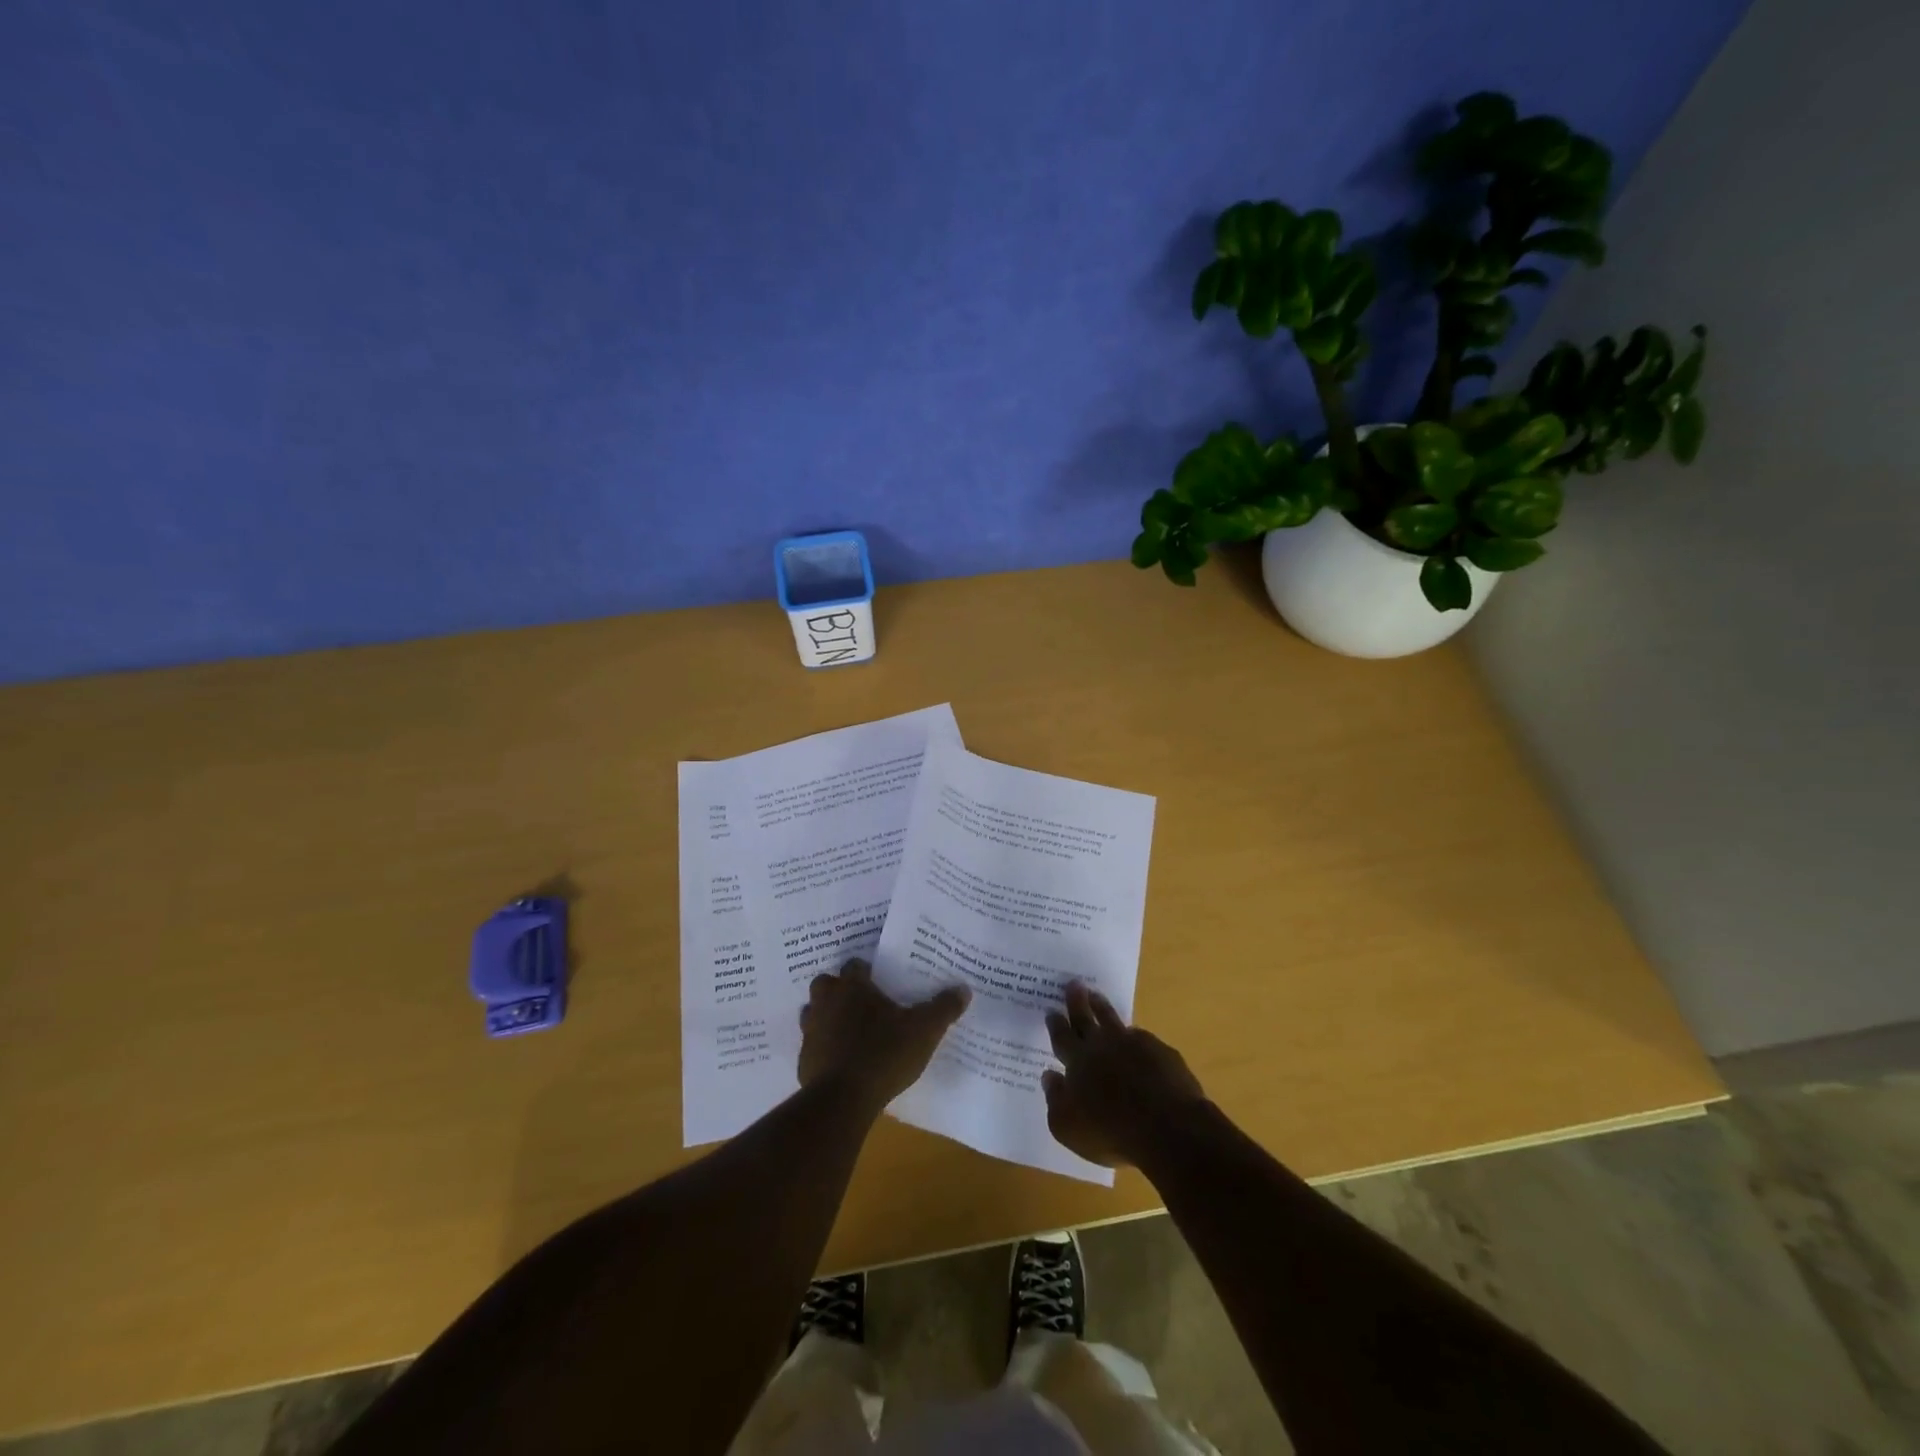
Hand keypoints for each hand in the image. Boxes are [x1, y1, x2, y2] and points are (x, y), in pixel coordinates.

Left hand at [799, 959, 970, 1112]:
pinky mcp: (804, 1060)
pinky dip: (823, 1048)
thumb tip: (963, 989)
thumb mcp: (924, 1031)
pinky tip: (840, 1061)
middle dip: (839, 989)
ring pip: (813, 1013)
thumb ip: (943, 1008)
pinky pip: (812, 1045)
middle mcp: (827, 1002)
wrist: (842, 1100)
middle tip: (861, 1003)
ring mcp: (811, 1031)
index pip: (855, 965)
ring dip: (827, 1017)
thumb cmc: (884, 1054)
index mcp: (853, 988)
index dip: (866, 971)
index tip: (879, 980)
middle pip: (827, 984)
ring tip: (849, 1030)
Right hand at [1043, 982, 1206, 1167]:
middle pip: (1086, 1018)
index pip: (1062, 1037)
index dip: (1056, 1023)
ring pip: (1113, 1020)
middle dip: (1077, 1001)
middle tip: (1073, 984)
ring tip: (1097, 996)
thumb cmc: (1110, 1131)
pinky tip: (1136, 1039)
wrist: (1168, 1127)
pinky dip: (1134, 1037)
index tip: (1051, 1010)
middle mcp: (1103, 1045)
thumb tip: (1049, 1075)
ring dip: (1103, 1007)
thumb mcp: (1068, 1127)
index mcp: (1078, 1061)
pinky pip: (1142, 1038)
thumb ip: (1055, 1099)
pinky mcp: (1161, 1051)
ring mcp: (1134, 1044)